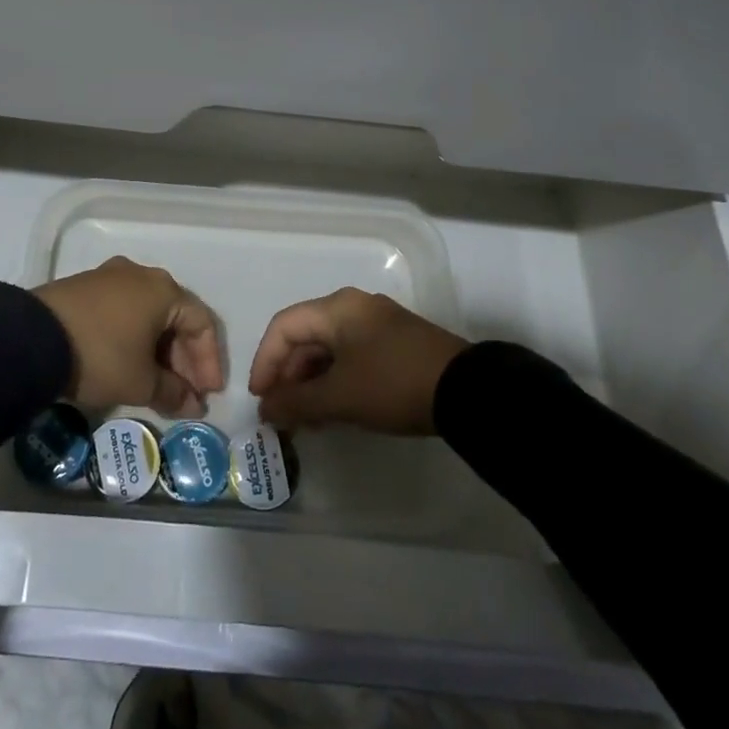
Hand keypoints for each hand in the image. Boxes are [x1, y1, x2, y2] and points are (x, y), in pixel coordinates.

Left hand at [34, 257, 224, 417]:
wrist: (32, 338)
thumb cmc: (100, 355)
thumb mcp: (140, 382)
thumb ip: (172, 393)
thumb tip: (192, 405)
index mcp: (163, 290)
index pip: (201, 323)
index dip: (209, 361)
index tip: (207, 393)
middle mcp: (141, 275)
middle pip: (175, 316)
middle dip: (183, 357)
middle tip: (183, 392)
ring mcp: (110, 277)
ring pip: (148, 313)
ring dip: (158, 349)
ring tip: (156, 383)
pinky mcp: (85, 286)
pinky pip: (123, 311)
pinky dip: (133, 336)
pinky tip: (128, 362)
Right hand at [247, 287, 468, 434]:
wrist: (467, 392)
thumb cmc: (393, 384)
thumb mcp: (340, 397)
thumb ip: (297, 402)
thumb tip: (265, 409)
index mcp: (337, 308)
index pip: (284, 327)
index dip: (265, 361)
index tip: (261, 398)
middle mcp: (354, 308)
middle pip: (306, 337)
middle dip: (289, 376)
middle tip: (283, 414)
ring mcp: (377, 325)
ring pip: (329, 350)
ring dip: (311, 383)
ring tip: (307, 420)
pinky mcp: (395, 345)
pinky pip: (351, 358)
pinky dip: (335, 382)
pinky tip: (335, 412)